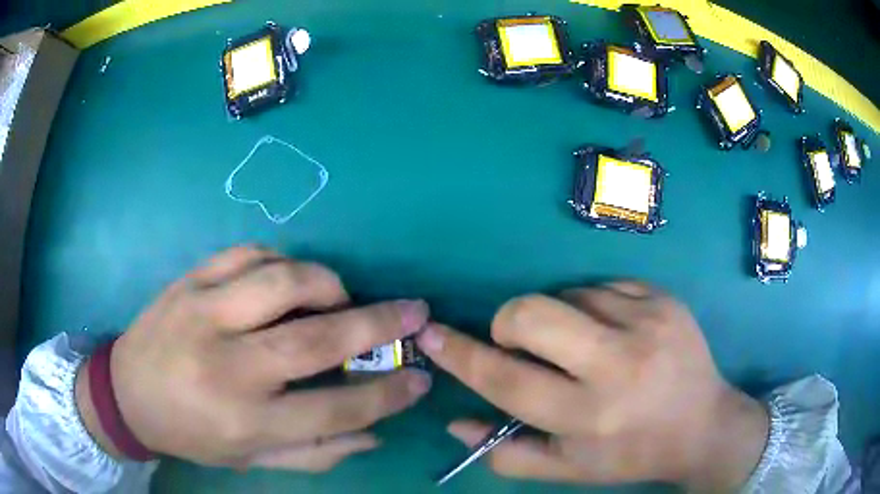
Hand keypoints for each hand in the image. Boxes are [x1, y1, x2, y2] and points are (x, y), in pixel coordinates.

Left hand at [75, 246, 430, 470]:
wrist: (127, 394)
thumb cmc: (191, 434)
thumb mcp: (251, 460)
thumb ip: (316, 451)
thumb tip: (375, 432)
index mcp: (245, 420)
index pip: (336, 408)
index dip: (387, 394)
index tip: (420, 378)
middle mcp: (226, 366)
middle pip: (315, 339)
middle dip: (378, 324)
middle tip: (414, 311)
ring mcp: (203, 313)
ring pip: (282, 281)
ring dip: (327, 284)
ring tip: (341, 298)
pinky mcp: (190, 281)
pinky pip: (247, 253)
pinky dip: (281, 260)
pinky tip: (288, 277)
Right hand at [417, 282, 767, 490]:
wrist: (703, 424)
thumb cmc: (631, 454)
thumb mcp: (568, 468)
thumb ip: (507, 451)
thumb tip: (455, 421)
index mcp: (589, 415)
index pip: (507, 380)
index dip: (461, 355)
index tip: (431, 335)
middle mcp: (617, 365)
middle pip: (531, 315)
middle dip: (509, 324)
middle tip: (522, 344)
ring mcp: (646, 322)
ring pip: (566, 295)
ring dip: (559, 320)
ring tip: (586, 349)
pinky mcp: (663, 298)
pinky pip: (601, 285)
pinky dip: (593, 306)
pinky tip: (614, 333)